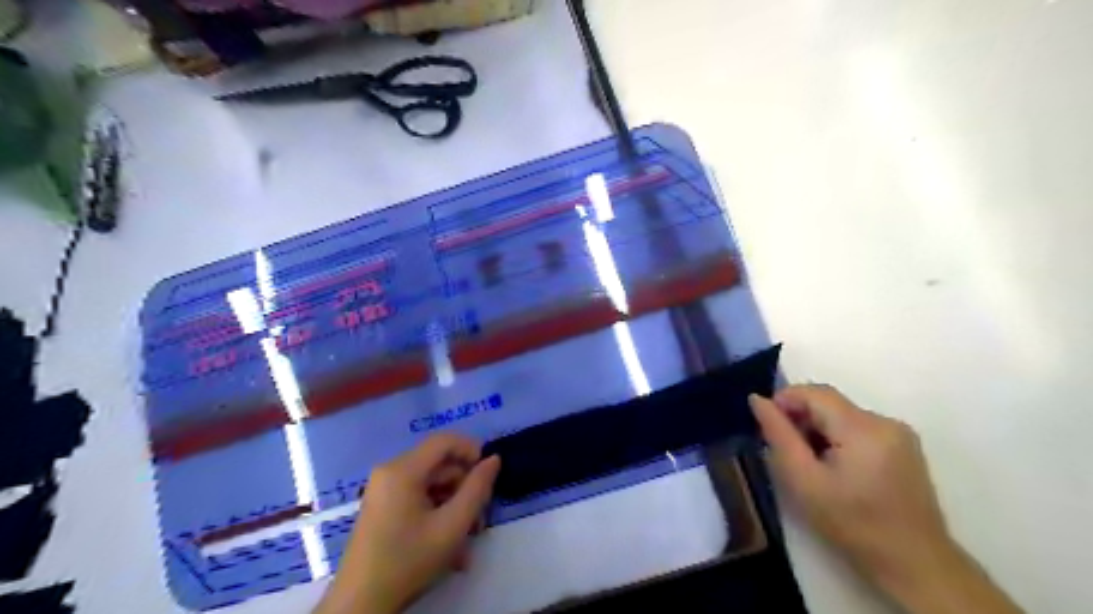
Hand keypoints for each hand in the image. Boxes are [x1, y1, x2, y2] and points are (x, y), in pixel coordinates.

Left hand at [317, 431, 502, 612]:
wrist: (360, 604)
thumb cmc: (408, 560)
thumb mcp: (452, 526)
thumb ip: (477, 489)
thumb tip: (493, 459)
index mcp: (402, 470)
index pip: (444, 441)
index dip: (471, 450)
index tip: (488, 475)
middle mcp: (390, 471)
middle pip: (439, 464)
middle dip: (464, 487)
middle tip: (480, 518)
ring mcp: (384, 489)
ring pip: (431, 484)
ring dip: (454, 506)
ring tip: (467, 539)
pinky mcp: (383, 506)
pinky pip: (418, 497)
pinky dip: (437, 513)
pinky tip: (449, 545)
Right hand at [753, 388, 1026, 613]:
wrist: (914, 565)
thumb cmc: (851, 524)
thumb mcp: (803, 480)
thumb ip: (778, 435)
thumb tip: (757, 399)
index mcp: (863, 427)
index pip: (814, 392)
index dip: (784, 400)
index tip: (767, 426)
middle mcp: (885, 421)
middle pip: (829, 402)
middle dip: (801, 417)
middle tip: (784, 449)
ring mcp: (899, 433)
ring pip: (842, 415)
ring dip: (818, 428)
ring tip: (807, 462)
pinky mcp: (904, 446)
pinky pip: (858, 427)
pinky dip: (837, 437)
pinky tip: (833, 467)